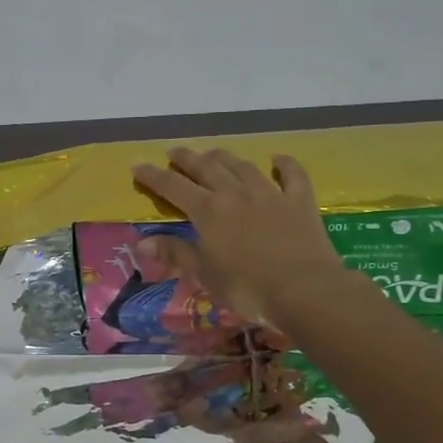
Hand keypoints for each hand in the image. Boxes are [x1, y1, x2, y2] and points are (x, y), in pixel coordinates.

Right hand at [129, 149, 345, 326]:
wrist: (305, 290)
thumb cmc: (247, 288)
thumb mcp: (205, 275)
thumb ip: (176, 254)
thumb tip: (143, 241)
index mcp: (208, 211)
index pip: (173, 187)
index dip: (154, 176)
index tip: (138, 165)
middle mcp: (236, 193)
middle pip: (207, 168)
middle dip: (187, 158)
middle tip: (174, 151)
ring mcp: (270, 194)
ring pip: (242, 166)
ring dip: (224, 157)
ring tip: (213, 152)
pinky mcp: (300, 201)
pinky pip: (292, 175)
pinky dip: (284, 164)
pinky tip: (277, 159)